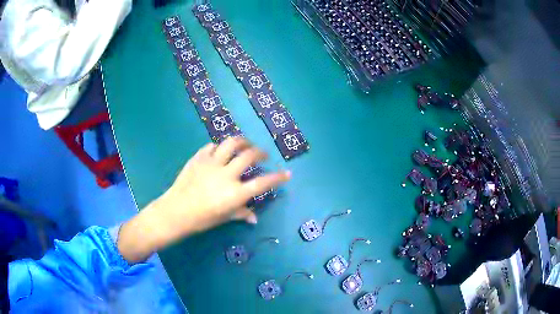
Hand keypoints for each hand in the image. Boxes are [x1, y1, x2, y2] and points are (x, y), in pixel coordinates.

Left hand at [117, 137, 290, 262]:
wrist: (175, 211)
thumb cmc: (201, 219)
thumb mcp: (223, 218)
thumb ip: (241, 213)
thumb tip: (254, 218)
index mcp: (235, 193)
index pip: (262, 183)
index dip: (278, 177)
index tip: (287, 174)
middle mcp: (226, 174)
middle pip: (249, 156)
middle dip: (261, 152)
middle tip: (263, 155)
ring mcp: (212, 163)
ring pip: (231, 143)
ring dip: (242, 141)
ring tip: (246, 144)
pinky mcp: (198, 158)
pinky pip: (211, 146)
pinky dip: (219, 147)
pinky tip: (219, 150)